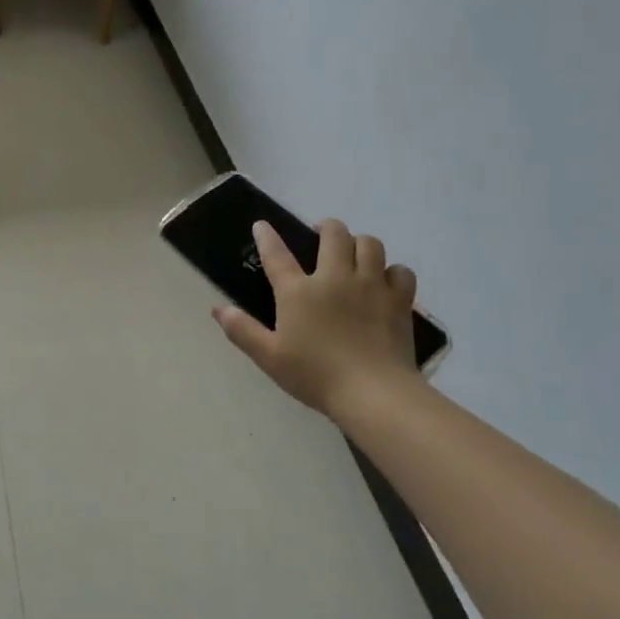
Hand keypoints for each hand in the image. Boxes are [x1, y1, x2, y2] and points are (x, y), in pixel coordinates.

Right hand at [214, 221, 420, 418]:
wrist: (373, 393)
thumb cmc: (315, 375)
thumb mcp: (269, 357)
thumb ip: (242, 330)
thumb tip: (219, 309)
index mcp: (298, 291)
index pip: (277, 254)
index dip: (267, 237)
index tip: (261, 225)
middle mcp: (334, 278)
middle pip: (334, 234)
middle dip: (326, 227)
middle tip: (321, 235)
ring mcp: (371, 286)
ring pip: (370, 244)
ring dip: (360, 243)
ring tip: (354, 254)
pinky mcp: (399, 301)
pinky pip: (401, 271)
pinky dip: (392, 272)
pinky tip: (385, 282)